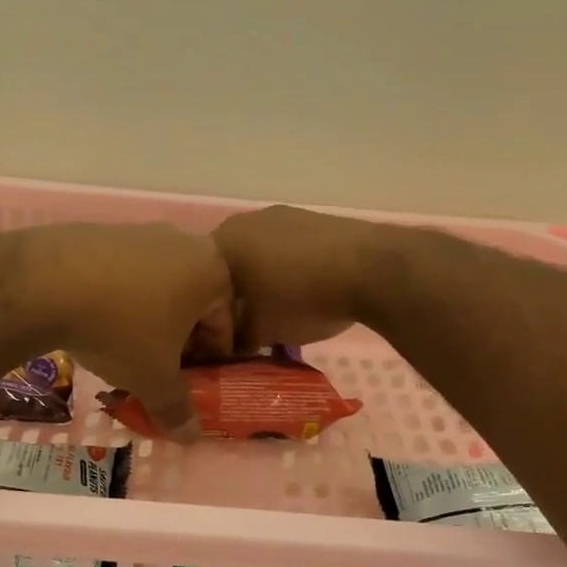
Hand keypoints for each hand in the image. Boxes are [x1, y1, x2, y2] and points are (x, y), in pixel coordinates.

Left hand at [21, 223, 232, 442]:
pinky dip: (120, 297)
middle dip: (179, 337)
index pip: (225, 327)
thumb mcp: (153, 379)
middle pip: (193, 302)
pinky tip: (96, 319)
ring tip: (123, 346)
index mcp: (213, 272)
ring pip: (158, 286)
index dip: (209, 362)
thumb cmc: (121, 330)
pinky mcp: (105, 231)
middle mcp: (186, 242)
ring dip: (150, 317)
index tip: (189, 384)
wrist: (46, 282)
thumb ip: (177, 409)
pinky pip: (125, 272)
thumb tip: (192, 438)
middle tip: (158, 367)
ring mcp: (143, 232)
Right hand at [212, 206, 380, 350]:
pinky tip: (305, 293)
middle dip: (234, 298)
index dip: (205, 314)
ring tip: (278, 312)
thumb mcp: (259, 332)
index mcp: (220, 243)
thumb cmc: (300, 299)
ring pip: (259, 257)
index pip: (196, 283)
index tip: (219, 339)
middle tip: (246, 328)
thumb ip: (232, 342)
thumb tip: (223, 350)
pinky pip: (288, 251)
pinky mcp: (313, 220)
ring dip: (262, 283)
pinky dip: (289, 271)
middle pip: (228, 267)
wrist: (370, 268)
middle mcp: (244, 222)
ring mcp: (281, 216)